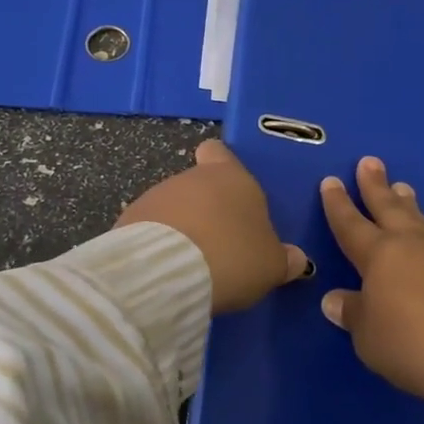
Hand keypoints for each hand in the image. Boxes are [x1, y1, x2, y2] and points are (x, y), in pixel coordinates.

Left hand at [117, 139, 309, 314]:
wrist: (168, 273)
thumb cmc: (233, 256)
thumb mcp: (272, 264)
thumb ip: (284, 258)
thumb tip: (297, 259)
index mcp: (230, 176)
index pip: (219, 151)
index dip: (222, 164)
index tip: (229, 187)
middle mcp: (191, 178)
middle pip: (197, 185)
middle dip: (205, 209)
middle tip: (220, 244)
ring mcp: (154, 197)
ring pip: (172, 207)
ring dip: (180, 228)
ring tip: (192, 263)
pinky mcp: (127, 222)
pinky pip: (149, 230)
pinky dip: (158, 246)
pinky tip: (167, 271)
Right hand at [318, 156, 423, 404]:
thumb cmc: (412, 343)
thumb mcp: (369, 337)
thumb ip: (353, 313)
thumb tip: (335, 299)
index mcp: (379, 255)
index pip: (351, 224)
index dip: (338, 204)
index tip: (331, 181)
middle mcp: (412, 244)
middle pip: (389, 207)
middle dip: (376, 185)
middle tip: (370, 162)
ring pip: (420, 220)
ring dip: (408, 204)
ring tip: (403, 189)